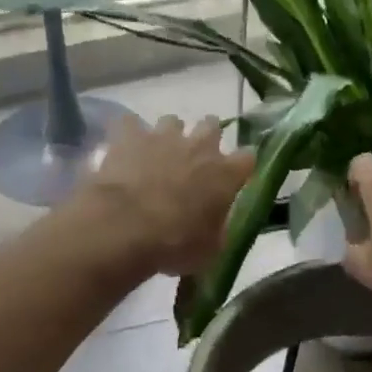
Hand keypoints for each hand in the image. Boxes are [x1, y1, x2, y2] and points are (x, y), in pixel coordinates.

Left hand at [68, 115, 253, 276]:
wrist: (125, 227)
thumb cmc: (175, 244)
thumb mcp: (209, 250)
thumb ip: (217, 229)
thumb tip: (216, 224)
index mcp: (225, 174)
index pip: (247, 158)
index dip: (241, 166)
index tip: (235, 175)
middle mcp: (199, 146)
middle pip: (212, 125)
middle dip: (206, 137)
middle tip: (196, 158)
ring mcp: (163, 136)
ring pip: (172, 121)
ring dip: (168, 135)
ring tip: (158, 154)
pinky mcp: (129, 136)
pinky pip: (130, 124)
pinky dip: (129, 135)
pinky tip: (124, 149)